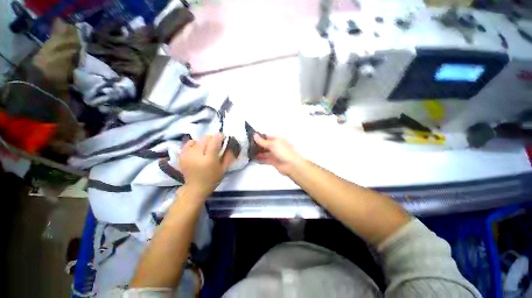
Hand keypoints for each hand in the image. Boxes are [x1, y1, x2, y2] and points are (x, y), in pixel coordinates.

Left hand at [179, 133, 234, 198]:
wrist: (195, 188)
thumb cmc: (212, 179)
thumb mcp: (224, 169)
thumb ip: (229, 156)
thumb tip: (230, 144)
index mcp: (209, 160)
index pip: (214, 141)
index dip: (220, 136)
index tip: (223, 137)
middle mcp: (197, 155)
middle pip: (206, 138)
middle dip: (213, 138)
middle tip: (216, 143)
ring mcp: (187, 155)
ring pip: (198, 140)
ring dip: (205, 141)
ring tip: (207, 148)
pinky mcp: (182, 155)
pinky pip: (189, 143)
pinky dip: (195, 143)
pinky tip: (198, 149)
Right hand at [253, 134, 302, 175]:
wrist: (291, 165)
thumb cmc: (283, 151)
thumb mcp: (272, 144)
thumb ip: (262, 141)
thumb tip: (254, 135)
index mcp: (277, 140)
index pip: (267, 137)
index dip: (259, 138)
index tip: (250, 138)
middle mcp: (276, 146)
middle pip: (265, 145)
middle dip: (257, 146)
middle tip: (247, 146)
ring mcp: (274, 154)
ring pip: (264, 152)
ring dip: (257, 153)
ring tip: (248, 152)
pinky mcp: (273, 161)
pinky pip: (265, 159)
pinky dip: (259, 159)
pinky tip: (253, 159)